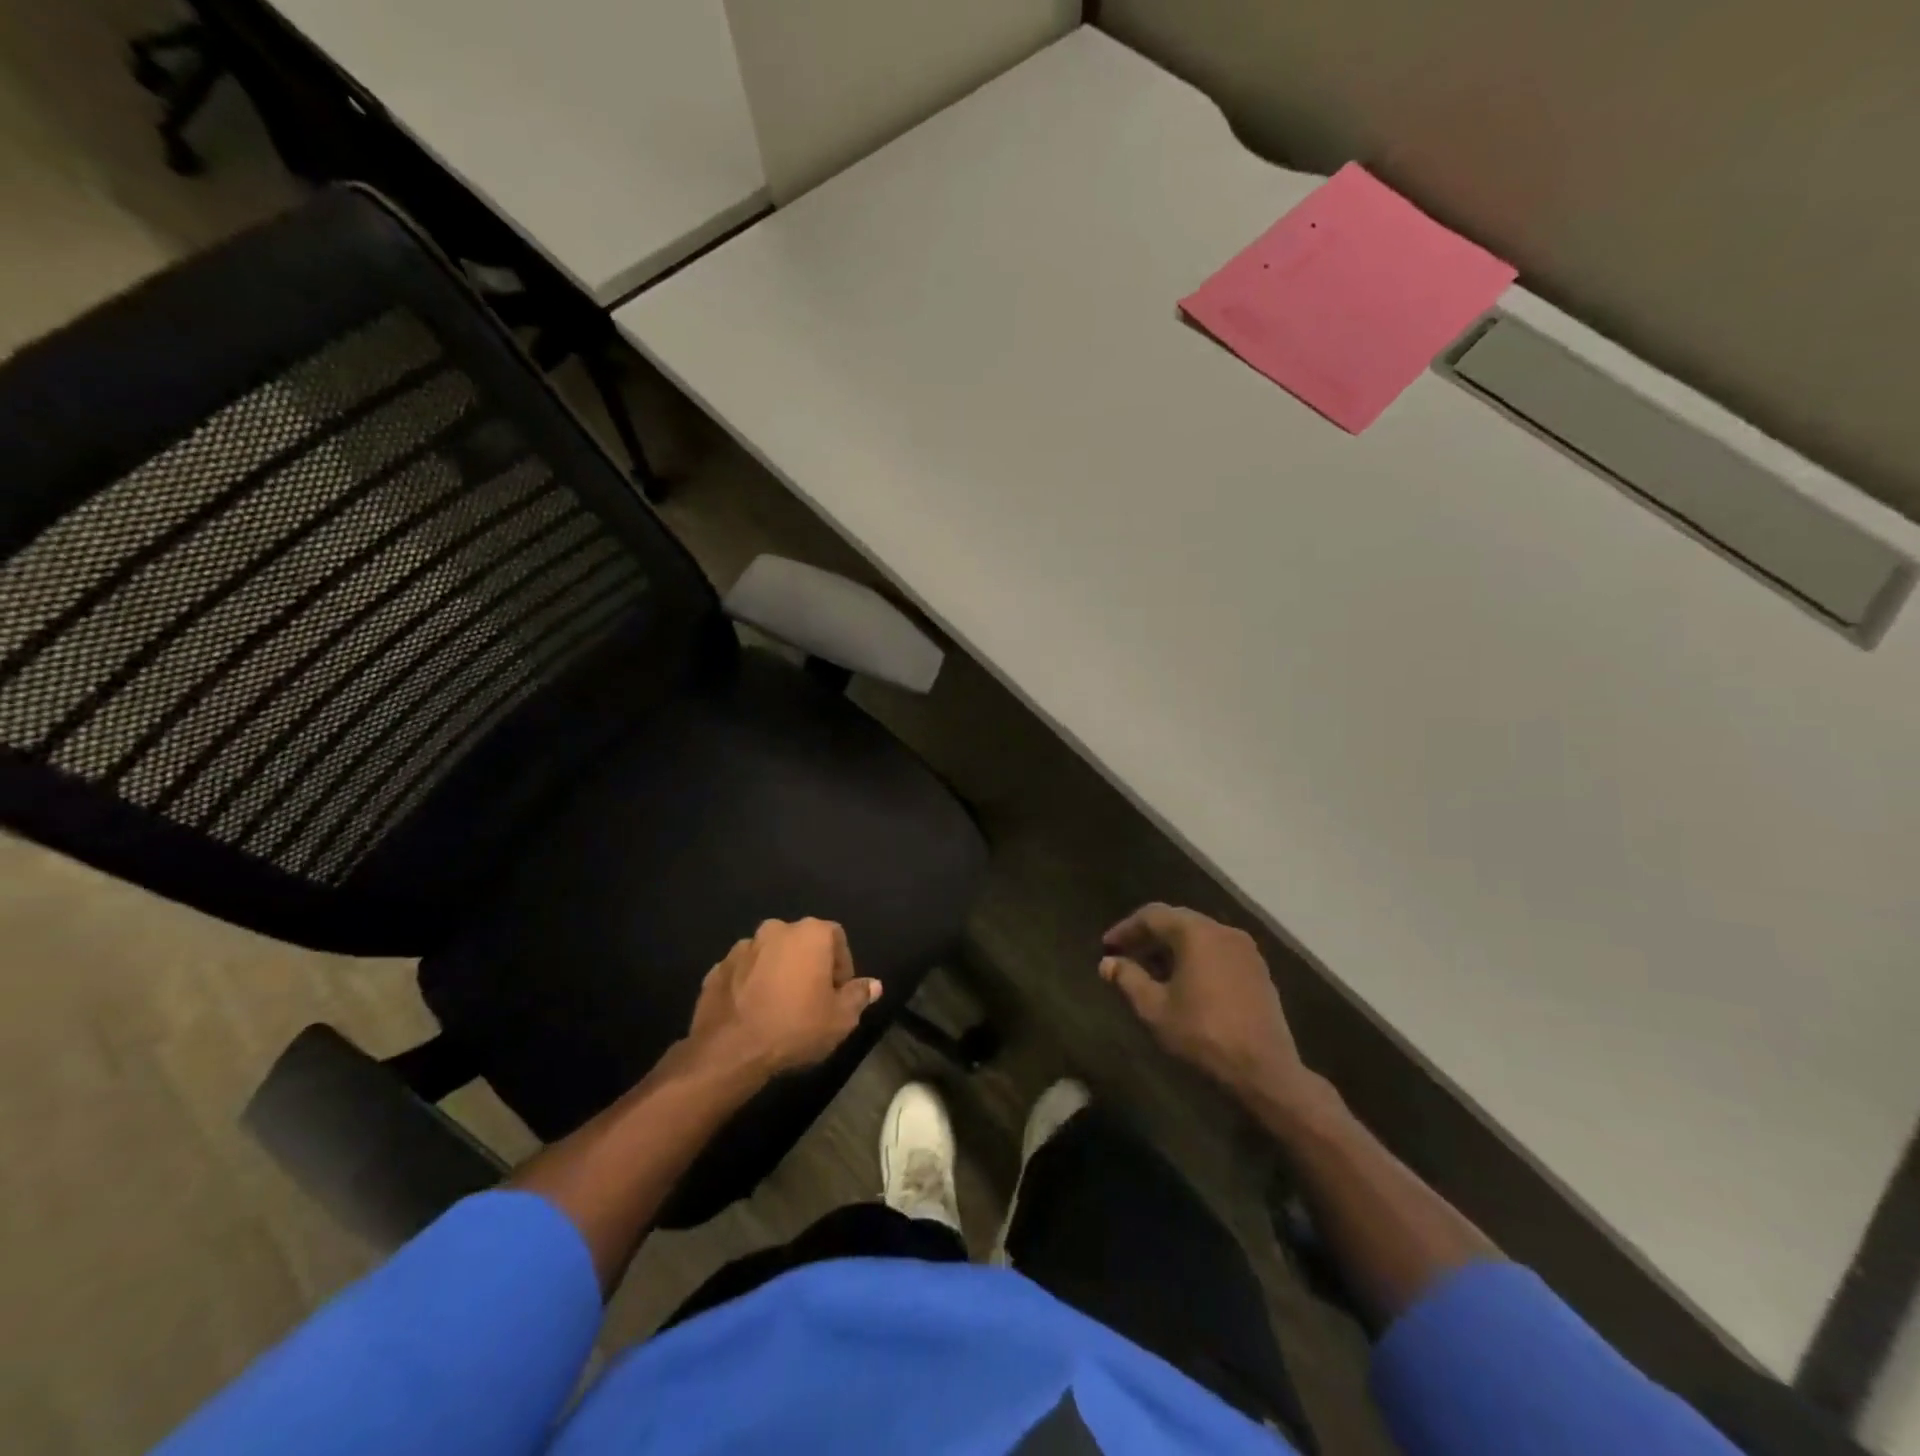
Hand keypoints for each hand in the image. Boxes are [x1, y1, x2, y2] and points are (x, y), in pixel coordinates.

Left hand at [687, 918, 881, 1075]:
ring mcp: (742, 948)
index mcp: (810, 934)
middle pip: (801, 943)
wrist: (730, 1050)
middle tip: (811, 999)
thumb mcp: (840, 1019)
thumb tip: (873, 985)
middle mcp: (776, 930)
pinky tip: (753, 1013)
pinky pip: (743, 972)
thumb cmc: (795, 1027)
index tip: (838, 994)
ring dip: (777, 973)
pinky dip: (750, 985)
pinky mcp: (717, 969)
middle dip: (808, 966)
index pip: (836, 938)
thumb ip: (858, 996)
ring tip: (779, 1007)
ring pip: (770, 956)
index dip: (841, 966)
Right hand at [1100, 904, 1307, 1102]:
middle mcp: (1222, 931)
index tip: (1107, 947)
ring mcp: (1245, 949)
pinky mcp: (1258, 969)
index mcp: (1196, 933)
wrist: (1264, 1070)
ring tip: (1153, 971)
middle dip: (1149, 936)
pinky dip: (1196, 957)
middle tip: (1127, 954)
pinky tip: (1185, 982)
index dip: (1126, 929)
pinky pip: (1218, 950)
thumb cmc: (1203, 1034)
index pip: (1152, 915)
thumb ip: (1128, 979)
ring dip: (1173, 947)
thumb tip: (1107, 962)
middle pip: (1177, 920)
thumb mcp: (1155, 1009)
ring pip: (1199, 935)